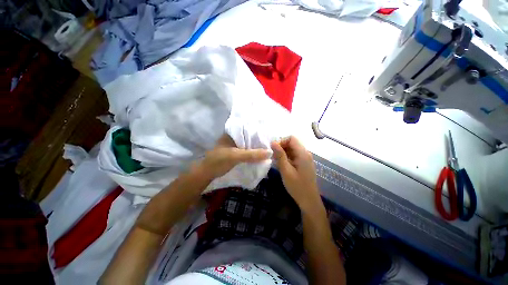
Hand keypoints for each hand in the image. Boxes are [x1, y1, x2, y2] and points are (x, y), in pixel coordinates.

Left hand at [195, 134, 269, 179]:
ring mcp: (235, 145)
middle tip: (271, 141)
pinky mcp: (236, 153)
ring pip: (249, 144)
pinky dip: (253, 152)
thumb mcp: (235, 156)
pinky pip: (247, 150)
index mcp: (232, 133)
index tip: (269, 133)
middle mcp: (234, 137)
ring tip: (269, 146)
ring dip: (256, 146)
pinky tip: (260, 154)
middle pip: (249, 136)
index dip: (258, 130)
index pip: (248, 128)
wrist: (207, 173)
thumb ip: (252, 154)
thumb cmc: (219, 161)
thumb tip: (270, 152)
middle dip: (259, 139)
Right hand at [271, 136, 320, 212]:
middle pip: (292, 143)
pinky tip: (282, 165)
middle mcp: (305, 153)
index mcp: (303, 153)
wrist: (309, 200)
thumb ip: (280, 155)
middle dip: (281, 147)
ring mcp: (305, 158)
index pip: (291, 138)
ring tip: (276, 161)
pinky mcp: (304, 163)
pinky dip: (287, 157)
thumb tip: (273, 142)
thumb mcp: (286, 170)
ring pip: (292, 149)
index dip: (281, 141)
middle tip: (273, 157)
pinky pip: (294, 155)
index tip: (274, 150)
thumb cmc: (297, 186)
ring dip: (283, 153)